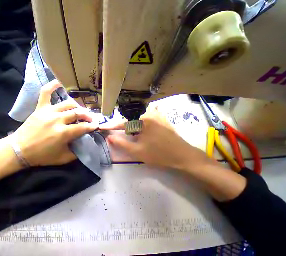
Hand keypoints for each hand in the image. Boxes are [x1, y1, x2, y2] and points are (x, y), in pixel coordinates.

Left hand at [12, 80, 97, 165]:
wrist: (19, 150)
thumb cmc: (42, 156)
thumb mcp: (63, 158)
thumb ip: (76, 152)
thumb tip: (85, 144)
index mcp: (63, 133)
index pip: (83, 127)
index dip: (92, 126)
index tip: (96, 125)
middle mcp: (57, 119)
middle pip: (78, 113)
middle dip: (87, 116)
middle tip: (91, 118)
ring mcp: (48, 112)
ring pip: (68, 104)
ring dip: (77, 106)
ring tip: (80, 110)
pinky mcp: (40, 108)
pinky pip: (46, 93)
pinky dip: (52, 86)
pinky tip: (59, 82)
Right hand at [100, 106, 214, 170]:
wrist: (183, 156)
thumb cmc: (159, 155)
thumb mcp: (137, 151)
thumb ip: (121, 143)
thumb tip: (109, 137)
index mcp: (142, 120)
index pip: (122, 123)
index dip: (111, 126)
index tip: (102, 127)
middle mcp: (149, 113)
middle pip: (130, 119)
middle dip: (124, 128)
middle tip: (123, 136)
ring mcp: (156, 114)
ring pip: (137, 118)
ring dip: (132, 126)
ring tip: (134, 135)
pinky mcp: (161, 117)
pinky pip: (146, 117)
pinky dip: (140, 123)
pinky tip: (142, 129)